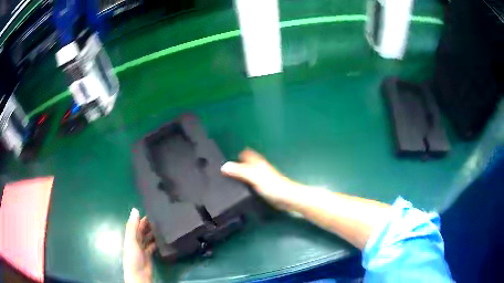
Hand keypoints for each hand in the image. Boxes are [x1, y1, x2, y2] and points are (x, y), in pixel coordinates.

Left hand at [123, 208, 155, 282]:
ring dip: (153, 233)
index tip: (152, 211)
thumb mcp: (132, 240)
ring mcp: (142, 248)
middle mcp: (136, 241)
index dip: (142, 218)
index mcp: (130, 236)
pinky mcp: (149, 254)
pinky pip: (152, 246)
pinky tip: (162, 239)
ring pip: (148, 238)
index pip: (136, 224)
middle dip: (149, 225)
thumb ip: (133, 226)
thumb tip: (135, 209)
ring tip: (163, 227)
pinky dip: (156, 242)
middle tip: (160, 218)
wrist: (139, 274)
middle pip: (142, 231)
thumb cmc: (133, 256)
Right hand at [221, 149, 301, 209]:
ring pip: (253, 171)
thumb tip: (224, 166)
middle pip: (250, 162)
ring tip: (234, 177)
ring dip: (245, 172)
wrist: (287, 197)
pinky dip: (249, 181)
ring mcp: (265, 177)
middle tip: (229, 168)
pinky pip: (255, 180)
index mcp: (258, 163)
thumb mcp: (253, 177)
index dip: (240, 154)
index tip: (232, 156)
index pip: (248, 154)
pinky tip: (245, 187)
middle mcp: (262, 168)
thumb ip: (239, 171)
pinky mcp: (267, 186)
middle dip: (241, 163)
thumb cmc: (272, 186)